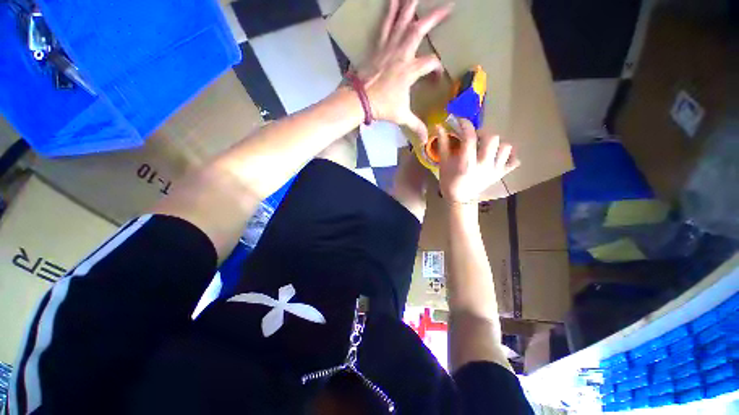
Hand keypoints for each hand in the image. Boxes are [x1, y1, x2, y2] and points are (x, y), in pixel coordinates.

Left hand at [356, 0, 452, 141]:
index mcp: (410, 71)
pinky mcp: (377, 47)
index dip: (437, 69)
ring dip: (409, 6)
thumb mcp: (401, 117)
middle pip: (419, 31)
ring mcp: (388, 48)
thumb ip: (415, 126)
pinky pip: (384, 26)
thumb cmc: (382, 107)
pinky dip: (389, 13)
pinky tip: (392, 0)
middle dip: (434, 18)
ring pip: (401, 22)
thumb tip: (426, 141)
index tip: (437, 77)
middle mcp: (401, 55)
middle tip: (448, 6)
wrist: (359, 100)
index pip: (430, 64)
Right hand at [438, 119, 520, 203]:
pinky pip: (515, 160)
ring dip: (496, 144)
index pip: (470, 138)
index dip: (466, 125)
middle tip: (475, 137)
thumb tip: (439, 126)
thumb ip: (444, 144)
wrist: (460, 198)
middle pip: (492, 138)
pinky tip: (500, 155)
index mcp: (467, 163)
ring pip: (506, 147)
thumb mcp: (444, 163)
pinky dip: (510, 155)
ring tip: (487, 147)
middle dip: (483, 133)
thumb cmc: (449, 180)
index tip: (461, 121)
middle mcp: (484, 165)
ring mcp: (495, 170)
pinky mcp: (502, 174)